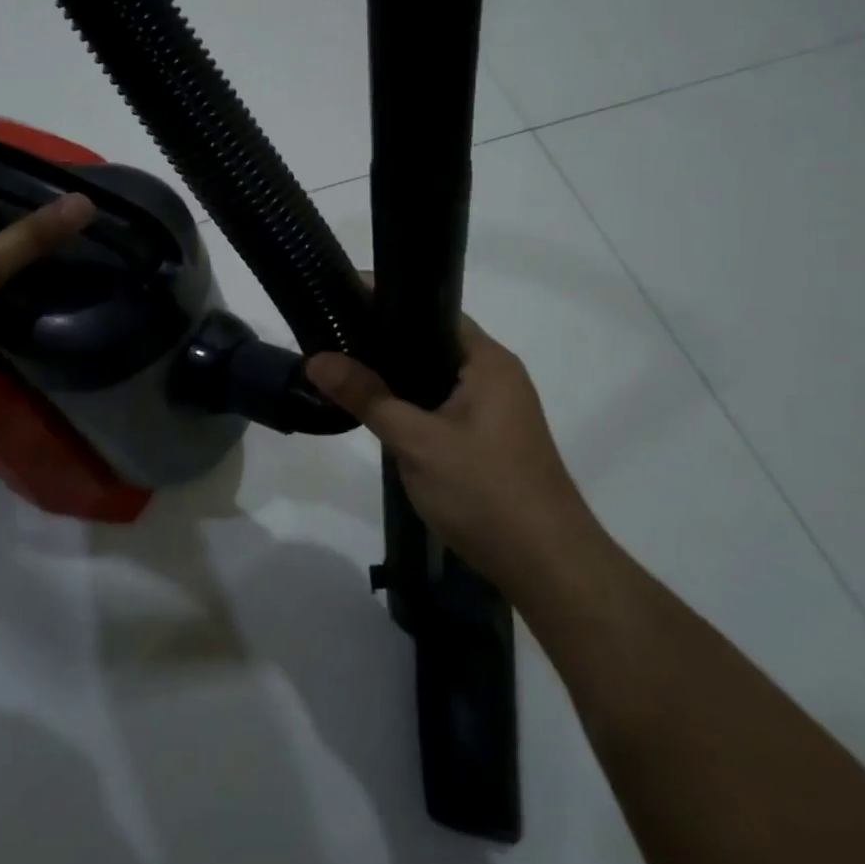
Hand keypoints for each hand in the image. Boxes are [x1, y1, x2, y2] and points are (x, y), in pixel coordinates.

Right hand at [306, 317, 596, 582]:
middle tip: (331, 335)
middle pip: (431, 343)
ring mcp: (494, 410)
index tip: (341, 297)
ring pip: (434, 377)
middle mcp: (495, 376)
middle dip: (383, 340)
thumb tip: (317, 360)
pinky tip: (377, 410)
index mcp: (488, 361)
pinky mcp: (487, 439)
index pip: (432, 311)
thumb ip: (368, 397)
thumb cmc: (486, 492)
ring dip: (395, 375)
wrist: (547, 566)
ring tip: (343, 367)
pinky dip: (409, 401)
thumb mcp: (418, 442)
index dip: (387, 301)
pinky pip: (440, 404)